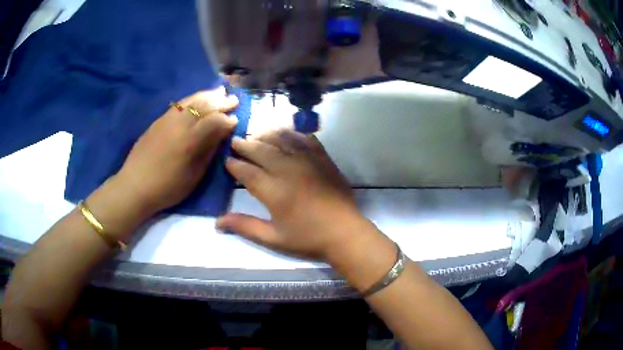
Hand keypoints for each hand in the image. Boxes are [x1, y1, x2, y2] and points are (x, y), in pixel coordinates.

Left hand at [115, 88, 238, 213]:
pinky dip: (193, 98)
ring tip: (219, 92)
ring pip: (191, 100)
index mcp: (190, 140)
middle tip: (233, 100)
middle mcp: (179, 124)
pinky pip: (180, 103)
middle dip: (221, 101)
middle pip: (204, 105)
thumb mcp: (193, 176)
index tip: (236, 120)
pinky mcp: (159, 120)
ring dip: (208, 95)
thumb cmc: (167, 187)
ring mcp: (167, 119)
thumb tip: (222, 134)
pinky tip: (198, 99)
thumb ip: (208, 151)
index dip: (227, 119)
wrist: (135, 185)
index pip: (215, 121)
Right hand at [216, 129, 368, 259]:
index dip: (234, 165)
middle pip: (262, 151)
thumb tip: (217, 222)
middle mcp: (289, 170)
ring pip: (282, 140)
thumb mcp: (274, 238)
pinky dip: (292, 134)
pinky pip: (305, 139)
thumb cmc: (308, 238)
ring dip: (265, 135)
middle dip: (246, 145)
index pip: (247, 172)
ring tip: (255, 134)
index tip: (226, 160)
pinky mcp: (323, 158)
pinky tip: (285, 133)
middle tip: (235, 141)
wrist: (345, 233)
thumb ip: (245, 226)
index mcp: (274, 191)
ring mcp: (308, 161)